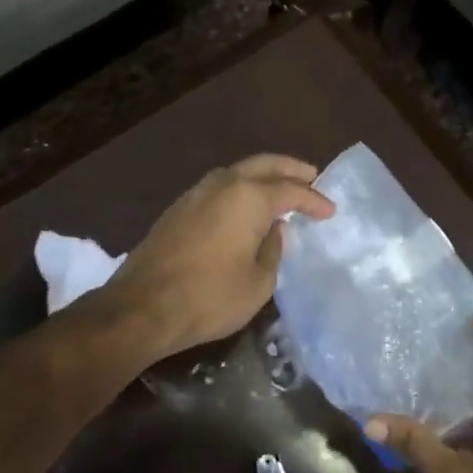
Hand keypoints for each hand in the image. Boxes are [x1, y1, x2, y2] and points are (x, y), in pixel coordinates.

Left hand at [104, 154, 334, 359]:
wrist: (143, 307)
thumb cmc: (209, 297)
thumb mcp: (258, 282)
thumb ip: (272, 250)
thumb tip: (272, 231)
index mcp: (248, 198)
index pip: (290, 190)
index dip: (313, 200)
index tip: (329, 211)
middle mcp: (222, 184)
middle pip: (263, 165)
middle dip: (290, 169)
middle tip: (311, 175)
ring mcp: (195, 193)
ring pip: (236, 172)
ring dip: (262, 176)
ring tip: (281, 188)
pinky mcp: (178, 209)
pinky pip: (218, 188)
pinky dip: (239, 189)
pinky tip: (245, 206)